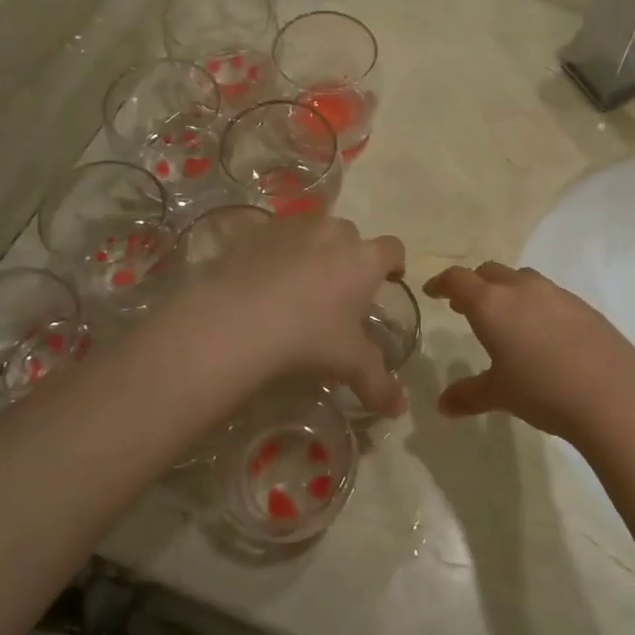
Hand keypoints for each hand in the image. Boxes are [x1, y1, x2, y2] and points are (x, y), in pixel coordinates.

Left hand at [171, 216, 407, 414]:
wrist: (236, 320)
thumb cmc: (307, 337)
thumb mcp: (349, 364)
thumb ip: (378, 384)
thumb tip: (399, 408)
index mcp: (364, 259)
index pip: (393, 249)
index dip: (394, 264)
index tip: (389, 280)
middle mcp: (333, 232)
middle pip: (351, 236)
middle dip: (349, 256)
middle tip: (337, 290)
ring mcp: (293, 227)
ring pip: (313, 230)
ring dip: (313, 249)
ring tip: (299, 282)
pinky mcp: (255, 231)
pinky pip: (275, 236)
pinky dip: (276, 251)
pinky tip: (264, 279)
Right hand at [422, 262, 634, 445]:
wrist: (612, 394)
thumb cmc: (542, 390)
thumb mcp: (499, 394)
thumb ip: (468, 395)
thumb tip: (443, 406)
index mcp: (492, 304)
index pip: (458, 280)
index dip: (442, 283)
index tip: (434, 291)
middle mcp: (522, 289)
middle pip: (491, 272)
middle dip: (475, 285)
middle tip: (466, 307)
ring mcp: (557, 294)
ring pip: (523, 280)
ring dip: (508, 291)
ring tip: (506, 319)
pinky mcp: (584, 307)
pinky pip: (551, 296)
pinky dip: (537, 305)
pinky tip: (544, 334)